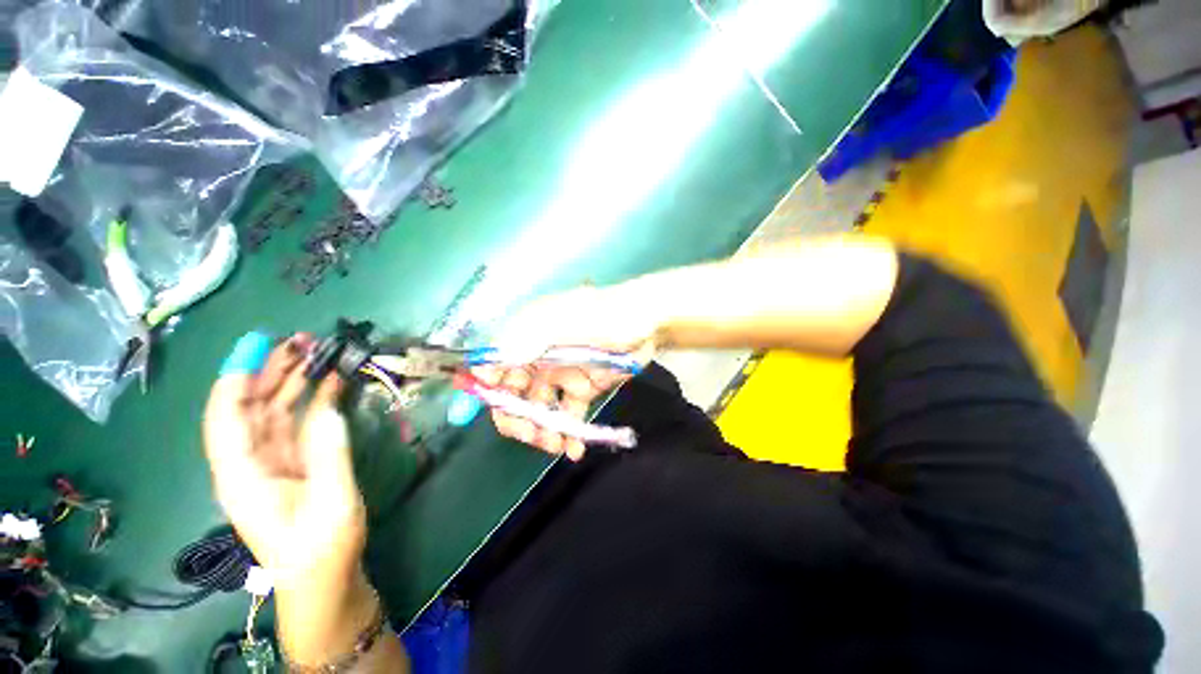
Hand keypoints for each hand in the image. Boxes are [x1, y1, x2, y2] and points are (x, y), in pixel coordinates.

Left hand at [202, 333, 364, 593]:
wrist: (324, 579)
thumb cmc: (321, 547)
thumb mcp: (331, 501)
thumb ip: (329, 451)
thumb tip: (330, 404)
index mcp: (243, 476)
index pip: (226, 419)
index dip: (237, 379)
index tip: (259, 346)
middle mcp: (248, 463)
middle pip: (249, 408)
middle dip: (268, 371)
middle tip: (300, 341)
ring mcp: (272, 462)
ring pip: (273, 412)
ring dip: (291, 381)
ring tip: (314, 352)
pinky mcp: (293, 463)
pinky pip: (296, 423)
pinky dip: (311, 400)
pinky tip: (329, 383)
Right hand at [475, 286, 658, 460]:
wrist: (647, 324)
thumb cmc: (605, 315)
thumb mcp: (566, 320)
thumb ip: (528, 340)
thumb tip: (488, 364)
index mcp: (527, 335)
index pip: (494, 364)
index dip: (489, 387)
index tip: (498, 408)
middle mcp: (537, 357)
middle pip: (513, 393)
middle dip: (517, 417)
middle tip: (532, 435)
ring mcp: (559, 375)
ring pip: (539, 409)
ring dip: (542, 431)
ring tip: (555, 445)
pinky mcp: (581, 389)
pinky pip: (568, 415)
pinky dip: (569, 435)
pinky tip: (574, 449)